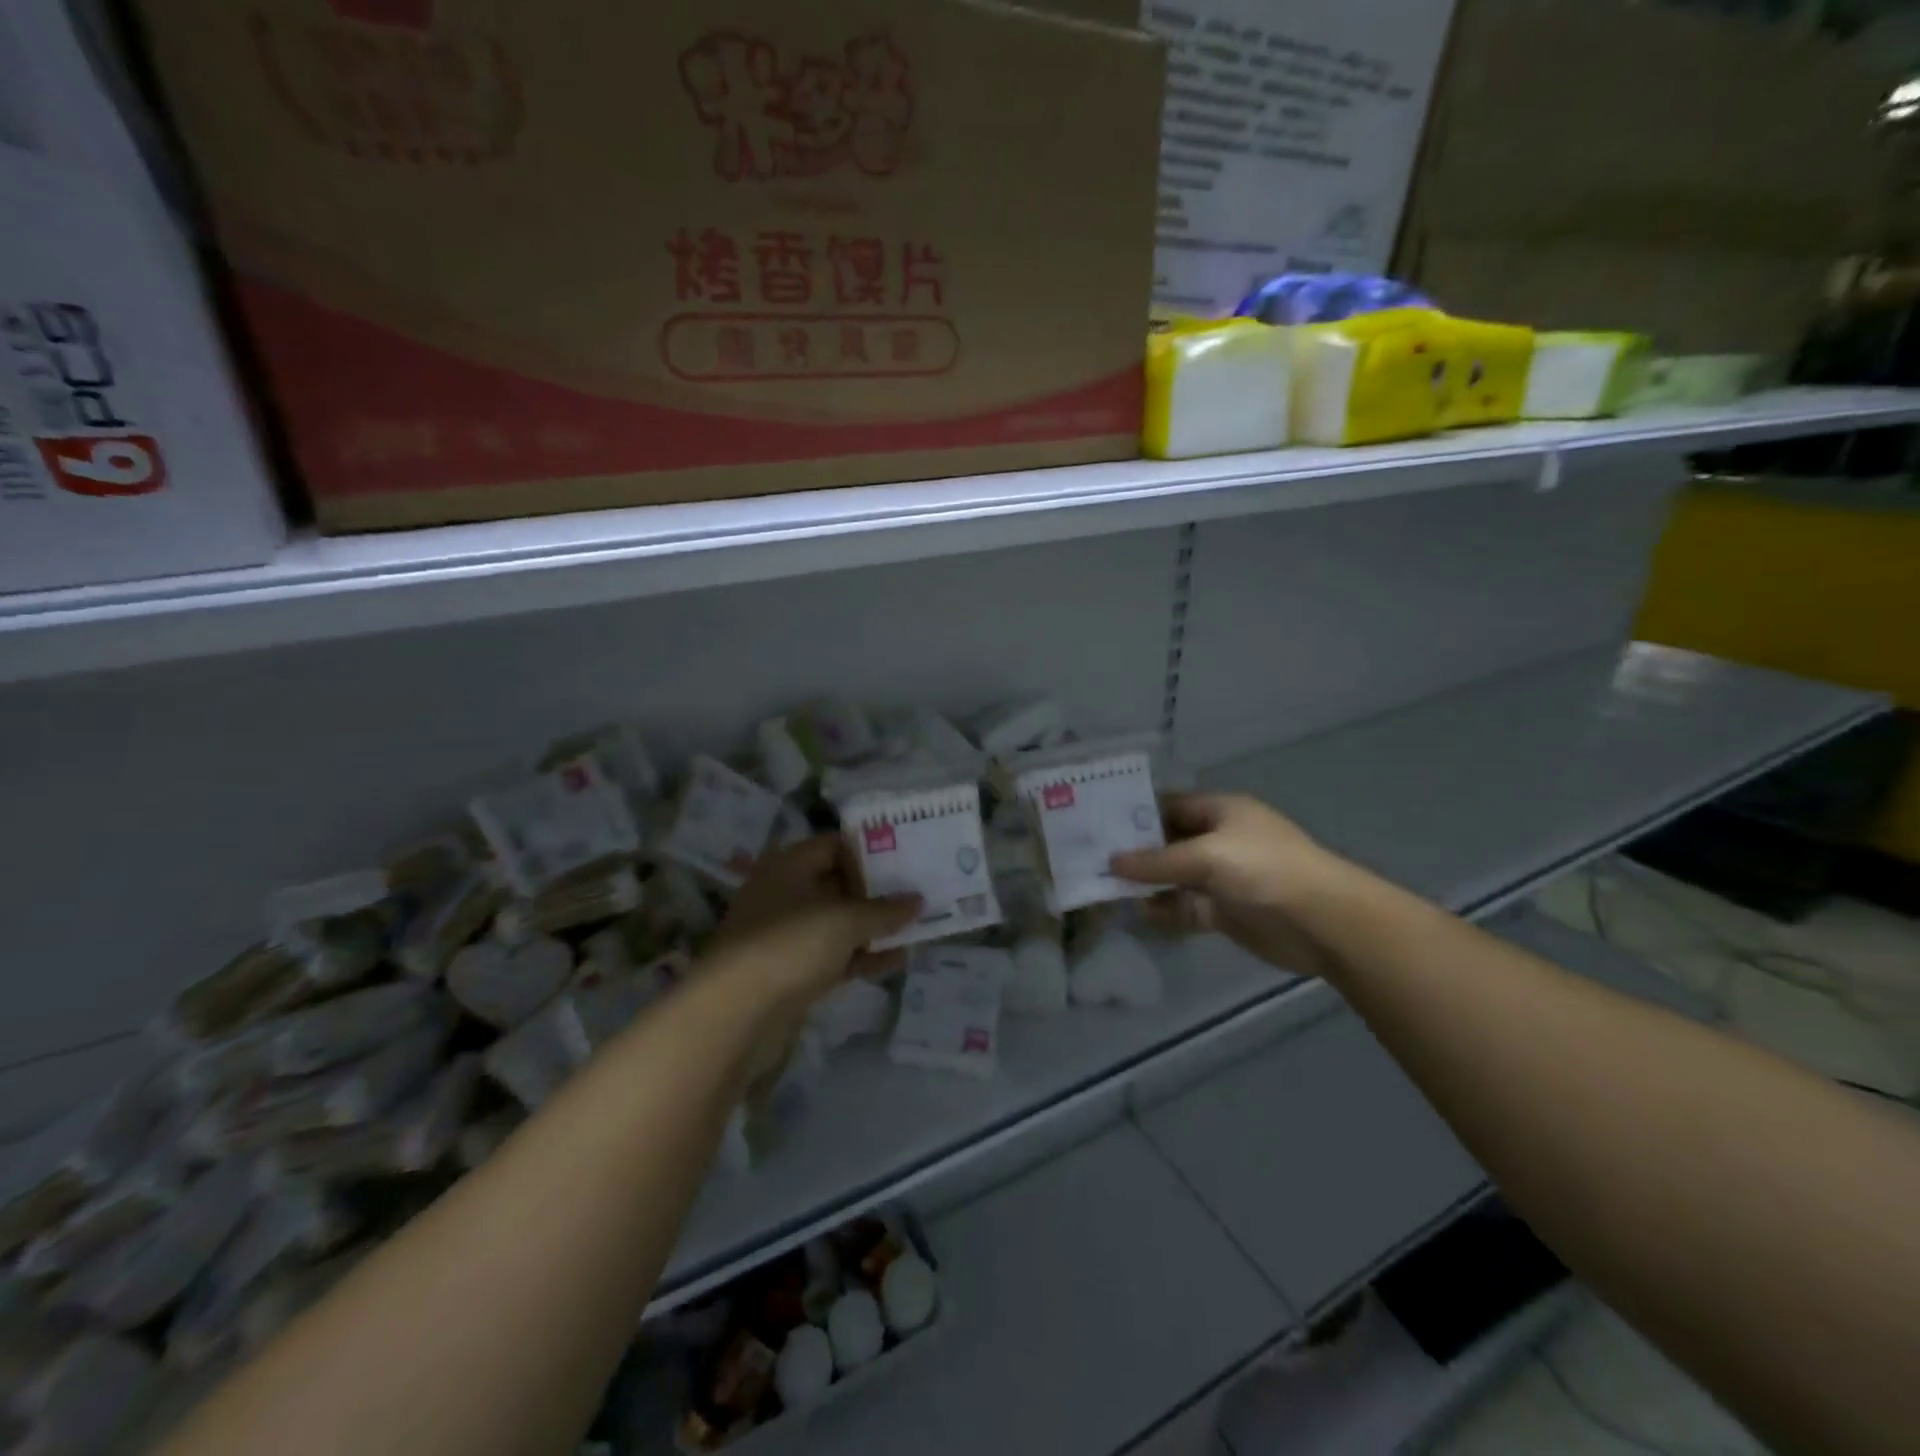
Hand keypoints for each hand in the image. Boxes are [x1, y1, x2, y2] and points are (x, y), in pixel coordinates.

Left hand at [703, 836, 919, 1066]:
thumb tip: (917, 900)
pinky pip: (835, 955)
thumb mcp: (845, 920)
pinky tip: (897, 960)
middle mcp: (786, 894)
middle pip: (839, 883)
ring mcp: (788, 935)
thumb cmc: (790, 945)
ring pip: (839, 922)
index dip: (871, 847)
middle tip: (921, 889)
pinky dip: (862, 956)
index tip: (909, 854)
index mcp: (789, 866)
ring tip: (918, 926)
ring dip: (874, 926)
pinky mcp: (793, 971)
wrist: (735, 1014)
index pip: (835, 844)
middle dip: (878, 890)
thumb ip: (884, 910)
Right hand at [1110, 794, 1366, 977]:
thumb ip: (1157, 861)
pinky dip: (1165, 909)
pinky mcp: (1224, 911)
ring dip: (1147, 884)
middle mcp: (1219, 840)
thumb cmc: (1264, 870)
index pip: (1169, 805)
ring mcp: (1221, 877)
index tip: (1099, 824)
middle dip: (1136, 852)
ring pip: (1174, 877)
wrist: (1322, 922)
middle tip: (1091, 859)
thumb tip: (1111, 862)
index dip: (1136, 814)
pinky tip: (1139, 912)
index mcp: (1220, 812)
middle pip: (1168, 842)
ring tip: (1105, 888)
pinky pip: (1185, 906)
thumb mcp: (1206, 856)